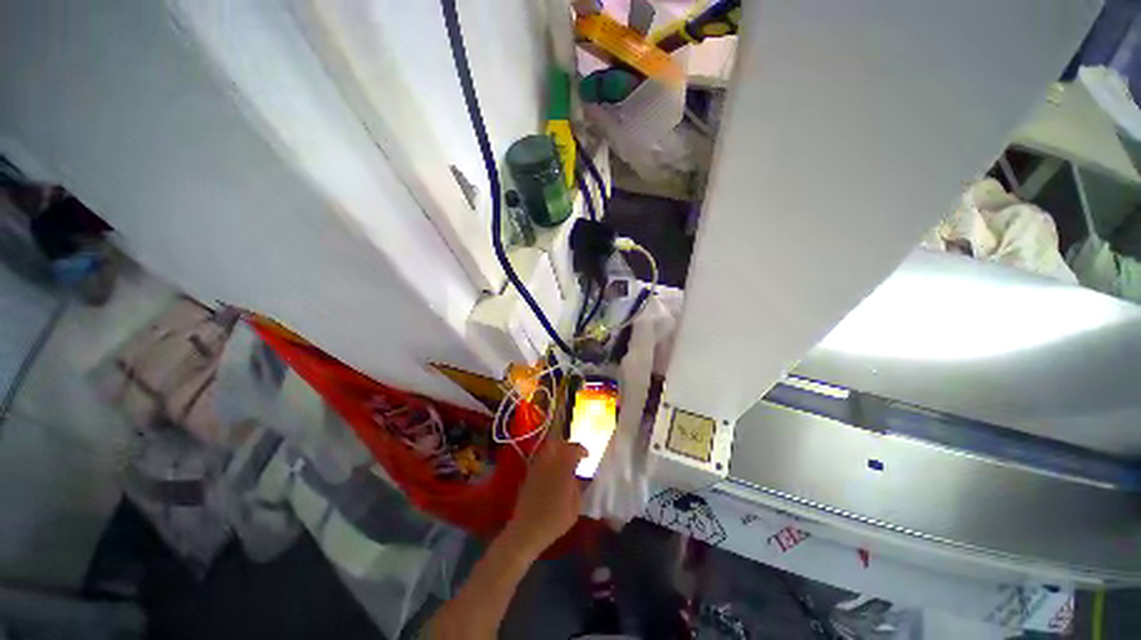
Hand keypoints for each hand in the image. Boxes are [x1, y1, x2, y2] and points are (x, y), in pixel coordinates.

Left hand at [505, 439, 586, 555]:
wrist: (527, 530)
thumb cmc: (555, 520)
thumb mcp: (575, 507)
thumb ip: (579, 487)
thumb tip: (583, 476)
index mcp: (563, 468)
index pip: (574, 450)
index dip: (582, 450)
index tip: (587, 455)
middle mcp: (550, 462)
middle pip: (559, 443)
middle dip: (568, 445)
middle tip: (574, 453)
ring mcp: (538, 466)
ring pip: (548, 447)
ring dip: (557, 448)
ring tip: (564, 458)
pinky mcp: (530, 472)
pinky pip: (541, 457)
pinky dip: (549, 457)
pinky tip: (553, 468)